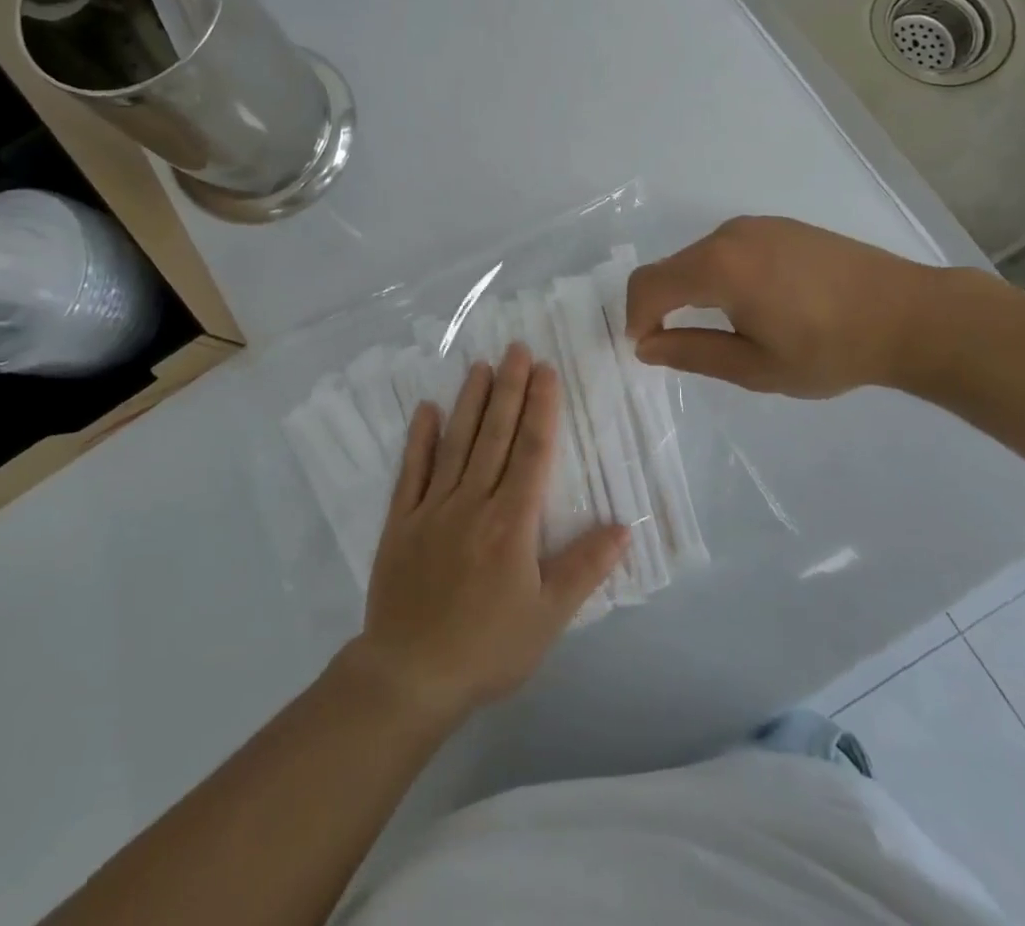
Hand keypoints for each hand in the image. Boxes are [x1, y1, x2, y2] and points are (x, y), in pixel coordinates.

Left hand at [346, 344, 629, 721]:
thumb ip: (584, 568)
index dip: (541, 409)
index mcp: (511, 523)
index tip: (546, 371)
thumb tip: (623, 526)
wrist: (410, 675)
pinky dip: (420, 438)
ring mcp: (432, 508)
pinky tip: (427, 409)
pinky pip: (412, 470)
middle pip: (494, 435)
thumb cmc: (488, 649)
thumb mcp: (548, 618)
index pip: (531, 452)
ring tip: (482, 365)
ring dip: (470, 402)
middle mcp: (472, 502)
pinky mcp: (401, 521)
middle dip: (509, 389)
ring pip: (456, 443)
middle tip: (517, 349)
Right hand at [625, 216, 952, 397]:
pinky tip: (756, 304)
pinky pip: (728, 250)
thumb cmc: (830, 349)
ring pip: (699, 258)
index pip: (649, 284)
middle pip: (671, 268)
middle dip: (663, 306)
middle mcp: (729, 234)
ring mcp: (757, 225)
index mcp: (718, 266)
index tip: (646, 349)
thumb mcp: (755, 367)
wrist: (911, 315)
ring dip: (692, 291)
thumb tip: (645, 346)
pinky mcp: (780, 226)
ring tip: (727, 329)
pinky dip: (720, 276)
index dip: (636, 317)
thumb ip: (691, 354)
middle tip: (682, 347)